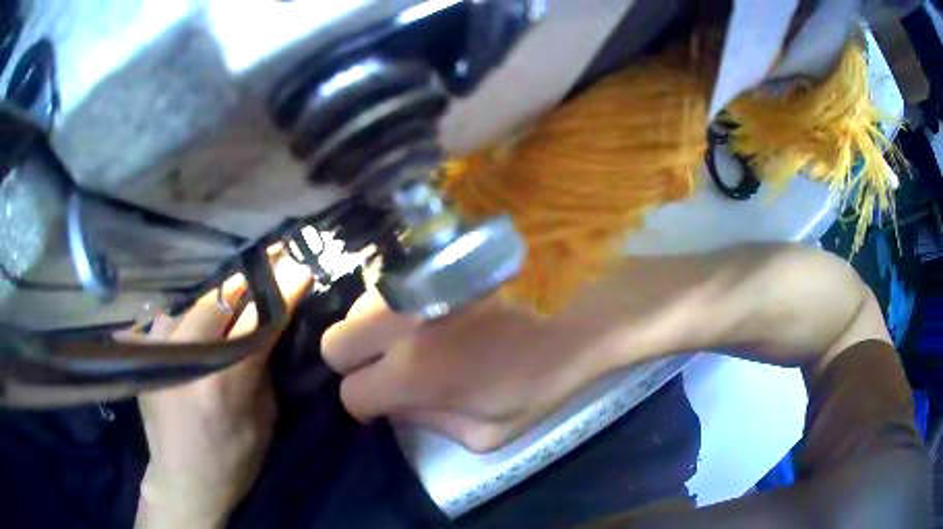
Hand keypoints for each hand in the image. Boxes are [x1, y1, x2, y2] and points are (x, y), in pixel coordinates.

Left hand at [131, 257, 312, 528]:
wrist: (183, 479)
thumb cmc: (233, 458)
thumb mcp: (263, 421)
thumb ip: (262, 371)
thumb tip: (265, 332)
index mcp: (225, 381)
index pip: (258, 320)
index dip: (281, 291)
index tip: (297, 267)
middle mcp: (188, 357)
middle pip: (219, 300)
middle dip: (243, 286)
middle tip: (262, 271)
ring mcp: (160, 352)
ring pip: (190, 306)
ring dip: (210, 305)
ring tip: (224, 307)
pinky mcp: (144, 356)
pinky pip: (168, 321)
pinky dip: (184, 321)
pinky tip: (191, 331)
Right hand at [322, 289, 623, 452]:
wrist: (576, 312)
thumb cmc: (540, 378)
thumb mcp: (487, 432)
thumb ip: (429, 425)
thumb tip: (395, 406)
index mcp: (413, 374)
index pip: (351, 393)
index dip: (365, 405)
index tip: (384, 404)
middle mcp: (397, 323)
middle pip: (333, 343)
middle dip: (353, 363)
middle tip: (388, 367)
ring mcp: (409, 283)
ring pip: (356, 308)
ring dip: (374, 329)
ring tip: (414, 335)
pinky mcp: (425, 260)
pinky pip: (385, 285)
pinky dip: (392, 304)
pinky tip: (426, 309)